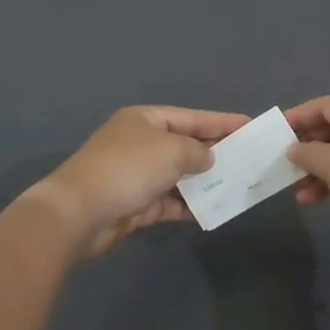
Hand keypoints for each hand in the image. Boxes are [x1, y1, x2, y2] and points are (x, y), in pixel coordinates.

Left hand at [28, 106, 250, 255]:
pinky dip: (188, 206)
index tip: (249, 126)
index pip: (191, 117)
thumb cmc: (129, 168)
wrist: (80, 212)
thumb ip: (197, 151)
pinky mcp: (134, 205)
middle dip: (215, 153)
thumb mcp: (172, 150)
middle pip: (185, 145)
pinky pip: (169, 202)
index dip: (221, 121)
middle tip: (249, 159)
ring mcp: (136, 175)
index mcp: (145, 120)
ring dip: (204, 182)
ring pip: (178, 176)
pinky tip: (212, 212)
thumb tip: (208, 158)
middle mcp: (140, 143)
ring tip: (237, 187)